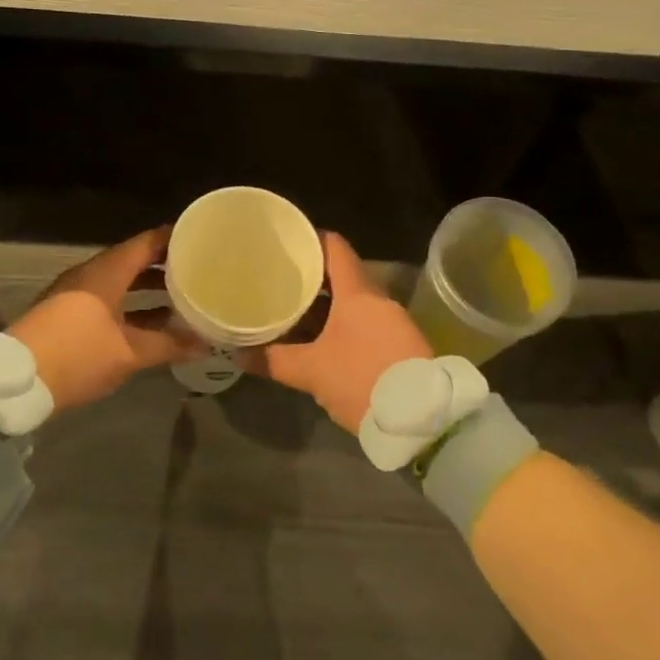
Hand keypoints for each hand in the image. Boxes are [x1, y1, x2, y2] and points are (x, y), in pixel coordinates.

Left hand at [9, 228, 205, 411]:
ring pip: (120, 281)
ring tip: (181, 297)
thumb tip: (204, 342)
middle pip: (134, 260)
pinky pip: (107, 297)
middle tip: (198, 270)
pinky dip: (130, 303)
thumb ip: (168, 345)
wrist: (16, 381)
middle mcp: (91, 274)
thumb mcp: (128, 353)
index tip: (202, 239)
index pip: (148, 242)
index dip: (175, 238)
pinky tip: (150, 323)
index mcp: (107, 271)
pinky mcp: (66, 312)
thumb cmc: (78, 355)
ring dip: (147, 288)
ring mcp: (75, 292)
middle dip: (165, 265)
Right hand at [246, 232, 430, 433]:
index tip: (288, 242)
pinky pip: (366, 321)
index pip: (335, 248)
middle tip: (281, 281)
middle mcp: (379, 299)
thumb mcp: (312, 372)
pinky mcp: (402, 344)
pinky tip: (323, 339)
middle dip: (312, 279)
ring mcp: (394, 321)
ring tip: (295, 311)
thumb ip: (274, 360)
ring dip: (327, 305)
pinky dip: (343, 323)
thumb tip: (237, 354)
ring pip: (354, 301)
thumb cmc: (362, 380)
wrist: (422, 420)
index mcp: (358, 293)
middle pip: (343, 275)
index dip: (312, 239)